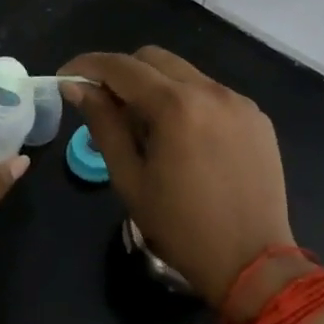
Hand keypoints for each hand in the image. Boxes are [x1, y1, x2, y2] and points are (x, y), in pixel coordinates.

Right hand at [59, 47, 294, 309]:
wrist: (253, 265)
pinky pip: (211, 93)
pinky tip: (185, 139)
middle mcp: (211, 90)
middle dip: (122, 73)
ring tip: (147, 129)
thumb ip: (103, 124)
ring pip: (184, 73)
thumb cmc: (180, 227)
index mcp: (176, 106)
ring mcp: (238, 101)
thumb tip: (75, 86)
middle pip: (153, 58)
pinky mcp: (257, 116)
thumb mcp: (130, 178)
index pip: (121, 66)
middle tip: (106, 106)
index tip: (66, 76)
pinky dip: (187, 102)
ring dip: (156, 87)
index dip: (87, 65)